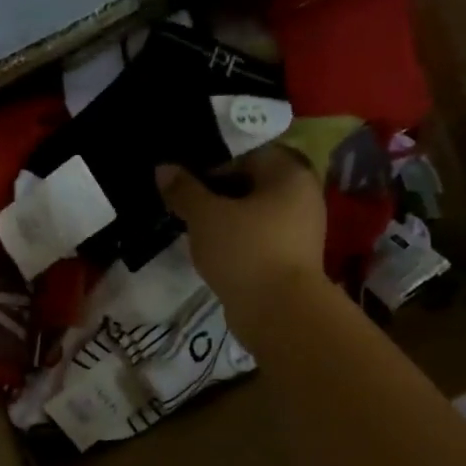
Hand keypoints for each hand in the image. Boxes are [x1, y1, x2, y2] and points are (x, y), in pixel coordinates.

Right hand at [160, 147, 326, 321]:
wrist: (279, 312)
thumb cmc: (244, 251)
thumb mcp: (205, 216)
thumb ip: (183, 189)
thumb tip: (163, 168)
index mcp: (289, 172)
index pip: (246, 153)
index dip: (211, 165)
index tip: (185, 184)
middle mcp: (303, 194)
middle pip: (251, 183)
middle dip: (217, 193)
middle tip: (186, 206)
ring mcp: (301, 229)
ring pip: (254, 212)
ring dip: (226, 218)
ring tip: (195, 230)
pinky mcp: (293, 258)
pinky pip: (259, 237)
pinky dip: (238, 240)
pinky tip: (214, 251)